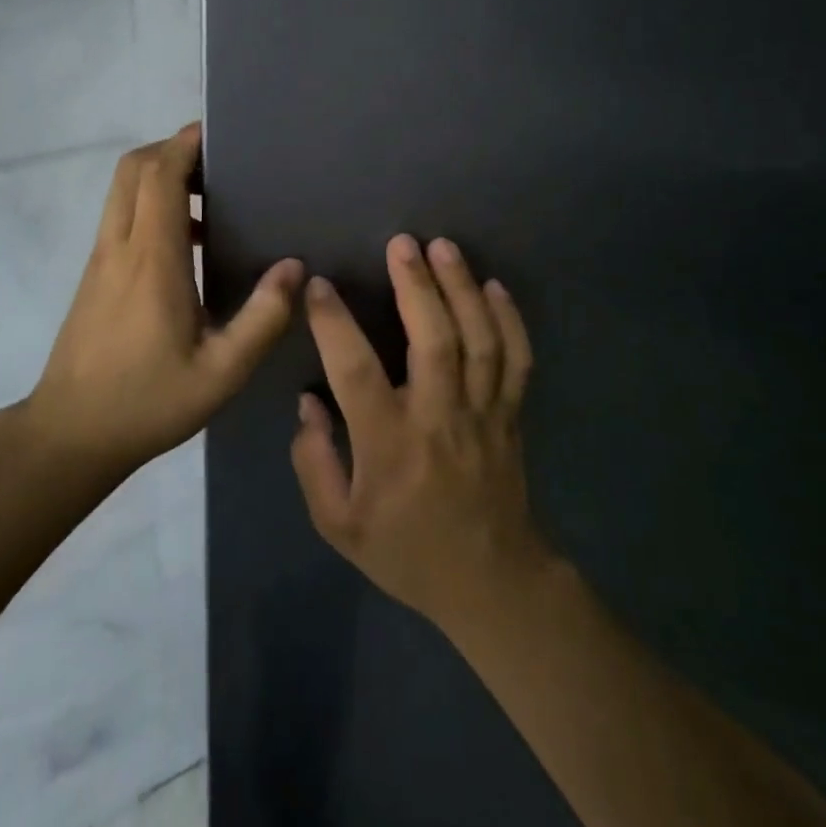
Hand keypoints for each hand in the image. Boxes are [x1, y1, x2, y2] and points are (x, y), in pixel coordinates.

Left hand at [27, 124, 304, 475]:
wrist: (70, 434)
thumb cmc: (147, 401)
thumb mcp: (221, 372)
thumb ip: (262, 318)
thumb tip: (294, 267)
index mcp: (152, 258)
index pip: (160, 175)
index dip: (185, 144)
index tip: (218, 134)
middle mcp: (121, 245)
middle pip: (133, 168)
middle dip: (172, 150)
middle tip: (217, 163)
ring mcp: (101, 258)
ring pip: (123, 189)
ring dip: (160, 176)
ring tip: (209, 199)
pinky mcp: (95, 274)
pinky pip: (121, 216)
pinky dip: (150, 204)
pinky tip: (187, 243)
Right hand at [291, 234, 552, 630]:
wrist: (491, 582)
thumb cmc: (407, 551)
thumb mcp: (340, 525)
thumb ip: (314, 462)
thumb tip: (307, 401)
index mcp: (390, 445)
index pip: (357, 372)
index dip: (335, 324)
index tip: (318, 286)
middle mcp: (439, 419)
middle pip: (434, 341)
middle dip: (417, 286)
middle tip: (401, 243)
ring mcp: (483, 414)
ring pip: (479, 341)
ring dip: (462, 288)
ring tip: (444, 247)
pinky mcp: (512, 415)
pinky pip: (517, 360)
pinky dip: (510, 320)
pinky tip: (495, 286)